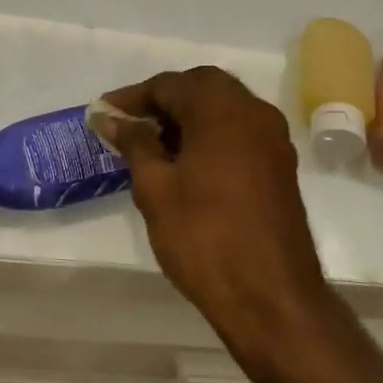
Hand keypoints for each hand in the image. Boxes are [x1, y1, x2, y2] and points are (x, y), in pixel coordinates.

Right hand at [95, 68, 327, 339]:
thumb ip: (134, 143)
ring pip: (222, 108)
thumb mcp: (155, 187)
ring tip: (150, 145)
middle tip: (129, 124)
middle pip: (201, 87)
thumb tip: (110, 117)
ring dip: (187, 117)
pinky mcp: (279, 165)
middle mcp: (254, 113)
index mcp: (222, 110)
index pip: (169, 84)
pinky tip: (183, 163)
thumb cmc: (204, 237)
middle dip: (162, 100)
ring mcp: (272, 139)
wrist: (271, 298)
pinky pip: (238, 131)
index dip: (132, 97)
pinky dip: (209, 134)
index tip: (102, 114)